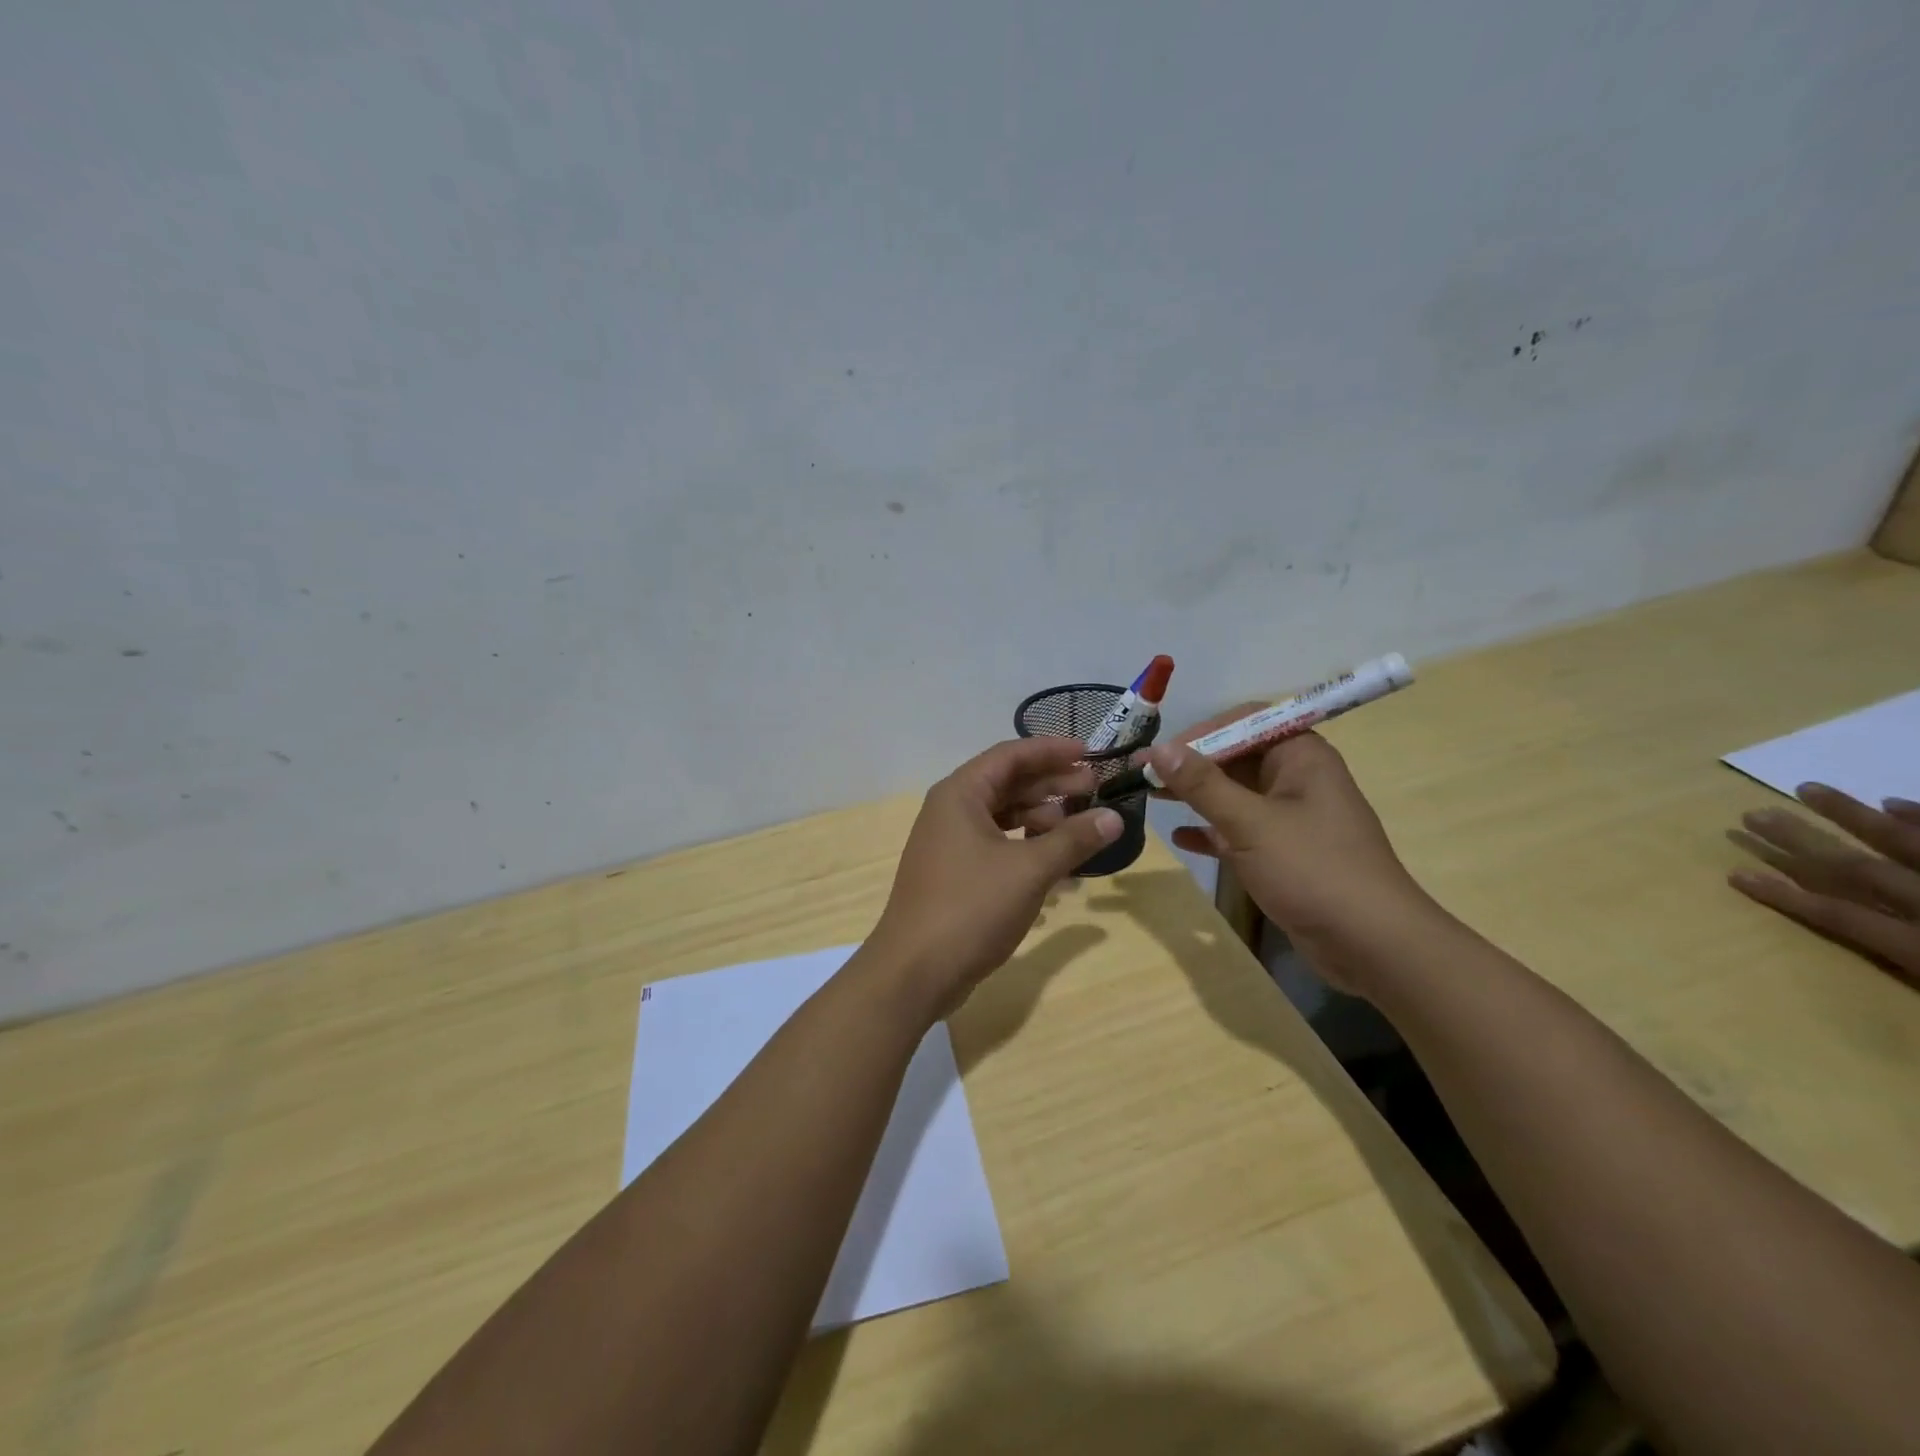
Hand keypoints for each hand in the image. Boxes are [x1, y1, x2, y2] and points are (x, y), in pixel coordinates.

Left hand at [866, 737, 1122, 1016]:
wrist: (915, 971)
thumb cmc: (971, 908)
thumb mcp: (1030, 870)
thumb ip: (1073, 839)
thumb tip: (1115, 817)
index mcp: (961, 794)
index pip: (1011, 755)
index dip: (1052, 751)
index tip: (1090, 754)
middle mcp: (952, 811)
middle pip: (1008, 784)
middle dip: (1052, 786)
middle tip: (1095, 791)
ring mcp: (951, 844)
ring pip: (1004, 817)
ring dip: (1043, 820)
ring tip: (1082, 830)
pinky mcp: (956, 874)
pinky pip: (998, 846)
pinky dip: (1028, 849)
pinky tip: (1058, 866)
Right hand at [1145, 711, 1438, 994]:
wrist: (1371, 944)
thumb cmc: (1312, 870)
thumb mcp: (1250, 823)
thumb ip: (1202, 784)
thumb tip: (1159, 748)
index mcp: (1300, 757)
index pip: (1244, 722)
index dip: (1201, 732)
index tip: (1161, 752)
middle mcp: (1297, 779)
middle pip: (1236, 757)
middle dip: (1191, 765)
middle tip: (1144, 775)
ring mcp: (1292, 818)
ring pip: (1236, 795)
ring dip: (1196, 796)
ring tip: (1151, 798)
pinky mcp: (1285, 854)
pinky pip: (1241, 831)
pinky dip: (1212, 831)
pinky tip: (1181, 838)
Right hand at [1729, 785, 1919, 984]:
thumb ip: (1908, 986)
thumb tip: (1865, 1018)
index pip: (1841, 918)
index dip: (1785, 897)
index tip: (1733, 874)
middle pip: (1861, 870)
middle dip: (1803, 841)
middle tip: (1753, 814)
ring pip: (1906, 845)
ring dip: (1852, 816)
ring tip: (1808, 788)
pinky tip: (1894, 802)